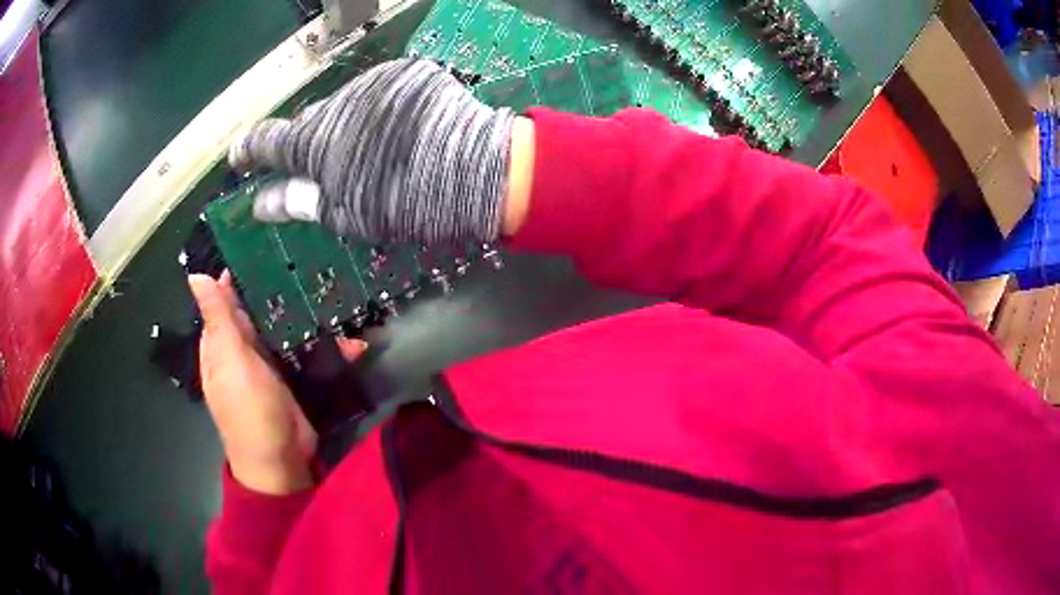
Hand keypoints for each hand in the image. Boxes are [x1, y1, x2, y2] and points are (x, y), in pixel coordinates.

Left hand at [188, 271, 365, 494]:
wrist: (281, 461)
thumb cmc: (249, 410)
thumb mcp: (231, 361)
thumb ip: (218, 319)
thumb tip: (196, 274)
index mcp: (221, 343)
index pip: (225, 298)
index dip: (239, 271)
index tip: (265, 241)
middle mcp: (242, 349)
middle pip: (257, 309)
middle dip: (277, 285)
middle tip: (308, 253)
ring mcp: (269, 364)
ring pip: (283, 326)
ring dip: (304, 311)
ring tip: (334, 282)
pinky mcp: (293, 377)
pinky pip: (306, 351)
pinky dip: (325, 344)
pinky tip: (351, 337)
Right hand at [229, 58, 534, 241]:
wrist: (477, 169)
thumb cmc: (406, 202)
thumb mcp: (347, 214)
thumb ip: (300, 203)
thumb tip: (261, 203)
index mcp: (318, 142)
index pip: (269, 141)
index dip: (250, 150)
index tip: (238, 156)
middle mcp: (338, 103)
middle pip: (309, 123)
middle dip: (309, 144)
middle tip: (323, 167)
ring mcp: (375, 83)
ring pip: (344, 107)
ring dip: (346, 128)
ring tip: (372, 153)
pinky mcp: (407, 74)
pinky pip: (378, 95)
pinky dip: (378, 114)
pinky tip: (398, 133)